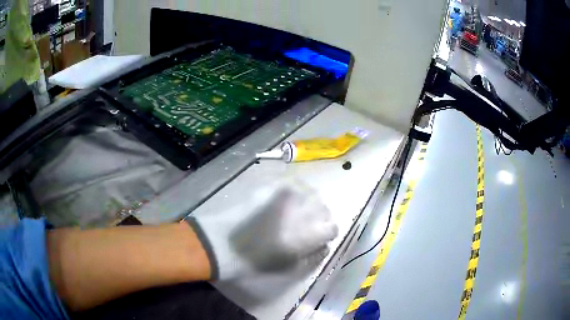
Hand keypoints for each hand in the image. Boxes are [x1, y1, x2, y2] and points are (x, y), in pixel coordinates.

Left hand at [188, 181, 337, 279]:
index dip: (326, 233)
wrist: (221, 242)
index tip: (317, 237)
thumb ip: (312, 257)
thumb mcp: (287, 267)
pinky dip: (294, 192)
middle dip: (318, 217)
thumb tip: (324, 247)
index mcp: (307, 233)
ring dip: (307, 203)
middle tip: (304, 226)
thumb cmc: (254, 261)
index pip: (331, 228)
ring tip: (293, 213)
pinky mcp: (270, 186)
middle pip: (323, 208)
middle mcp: (301, 210)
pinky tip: (283, 202)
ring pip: (310, 194)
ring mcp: (286, 195)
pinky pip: (292, 184)